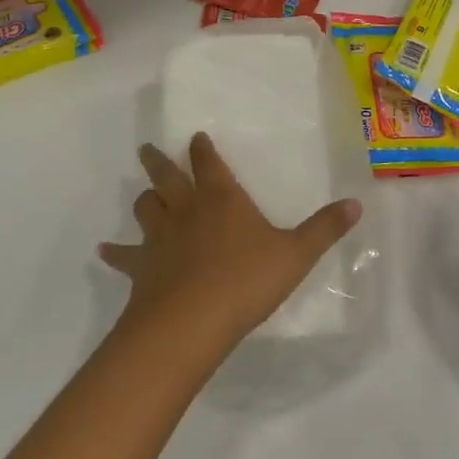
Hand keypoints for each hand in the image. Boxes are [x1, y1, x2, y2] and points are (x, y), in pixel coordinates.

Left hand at [100, 134, 360, 357]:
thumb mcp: (296, 254)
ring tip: (143, 194)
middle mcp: (186, 209)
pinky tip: (103, 250)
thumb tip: (356, 203)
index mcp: (222, 198)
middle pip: (167, 176)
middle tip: (147, 148)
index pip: (209, 163)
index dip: (202, 149)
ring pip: (146, 208)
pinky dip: (114, 251)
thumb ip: (324, 229)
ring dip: (144, 199)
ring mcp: (160, 237)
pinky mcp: (141, 267)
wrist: (192, 321)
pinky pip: (123, 255)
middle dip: (159, 161)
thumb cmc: (247, 281)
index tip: (195, 137)